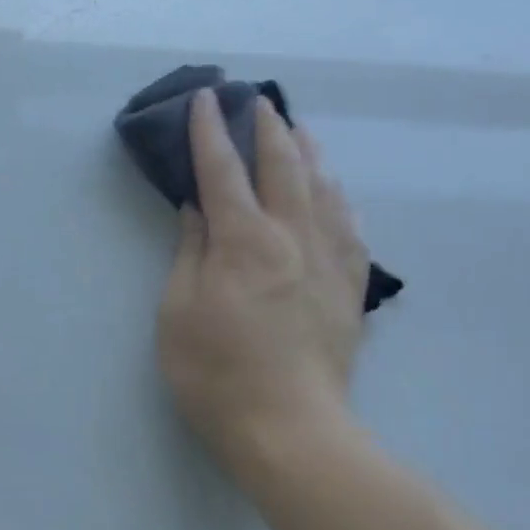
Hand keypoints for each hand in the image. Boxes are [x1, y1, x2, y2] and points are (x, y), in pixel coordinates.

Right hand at [157, 89, 370, 486]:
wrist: (290, 429)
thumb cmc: (216, 373)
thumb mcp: (178, 313)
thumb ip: (190, 252)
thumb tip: (198, 208)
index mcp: (244, 241)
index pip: (223, 171)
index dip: (209, 132)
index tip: (204, 99)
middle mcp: (293, 237)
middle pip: (282, 166)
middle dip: (266, 127)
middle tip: (255, 100)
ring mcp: (329, 260)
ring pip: (322, 188)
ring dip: (306, 151)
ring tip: (296, 129)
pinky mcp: (350, 286)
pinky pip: (349, 225)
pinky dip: (337, 197)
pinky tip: (333, 189)